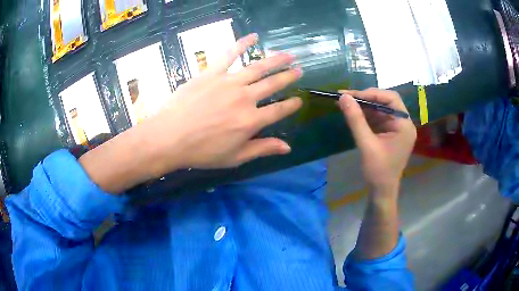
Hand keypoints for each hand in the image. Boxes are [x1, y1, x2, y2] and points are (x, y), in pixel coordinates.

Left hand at [141, 34, 302, 174]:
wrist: (169, 137)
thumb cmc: (202, 151)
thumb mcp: (235, 157)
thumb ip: (262, 149)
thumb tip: (288, 147)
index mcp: (251, 121)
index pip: (279, 110)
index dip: (291, 105)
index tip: (299, 100)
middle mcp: (245, 98)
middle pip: (272, 84)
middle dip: (288, 77)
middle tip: (299, 70)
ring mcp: (228, 82)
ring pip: (257, 67)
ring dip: (275, 60)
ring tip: (287, 55)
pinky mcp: (212, 73)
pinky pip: (229, 54)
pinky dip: (242, 44)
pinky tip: (253, 36)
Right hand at [338, 89, 416, 195]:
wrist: (381, 191)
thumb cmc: (378, 171)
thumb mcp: (366, 145)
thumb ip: (356, 120)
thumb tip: (343, 97)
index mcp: (404, 125)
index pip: (391, 99)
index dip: (371, 93)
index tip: (351, 95)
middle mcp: (403, 123)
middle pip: (386, 102)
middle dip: (366, 99)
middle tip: (346, 97)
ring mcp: (397, 128)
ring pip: (380, 109)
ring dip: (364, 106)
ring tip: (345, 103)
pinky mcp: (390, 133)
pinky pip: (378, 118)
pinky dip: (366, 115)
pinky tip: (353, 113)